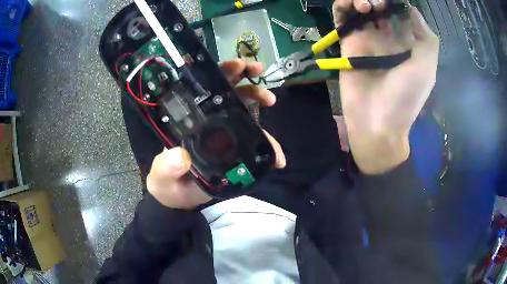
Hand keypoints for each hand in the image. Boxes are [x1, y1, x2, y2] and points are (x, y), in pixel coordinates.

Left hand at [147, 59, 285, 208]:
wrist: (180, 199)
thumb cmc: (167, 183)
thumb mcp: (163, 176)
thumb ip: (167, 168)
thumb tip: (180, 157)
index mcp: (189, 119)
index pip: (204, 88)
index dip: (221, 73)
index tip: (238, 66)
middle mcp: (207, 121)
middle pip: (228, 91)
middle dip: (244, 77)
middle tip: (258, 71)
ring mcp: (224, 133)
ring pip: (244, 109)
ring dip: (259, 100)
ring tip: (270, 100)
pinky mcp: (236, 148)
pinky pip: (254, 139)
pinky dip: (269, 144)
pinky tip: (277, 155)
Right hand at [332, 1, 438, 173]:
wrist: (377, 122)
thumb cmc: (406, 96)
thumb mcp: (426, 67)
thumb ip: (426, 37)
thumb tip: (412, 10)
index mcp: (407, 41)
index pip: (400, 10)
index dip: (396, 1)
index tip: (393, 1)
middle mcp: (387, 35)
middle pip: (380, 5)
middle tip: (378, 4)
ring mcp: (367, 37)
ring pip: (360, 7)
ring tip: (365, 5)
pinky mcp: (348, 42)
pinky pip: (342, 17)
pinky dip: (343, 6)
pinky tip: (351, 5)